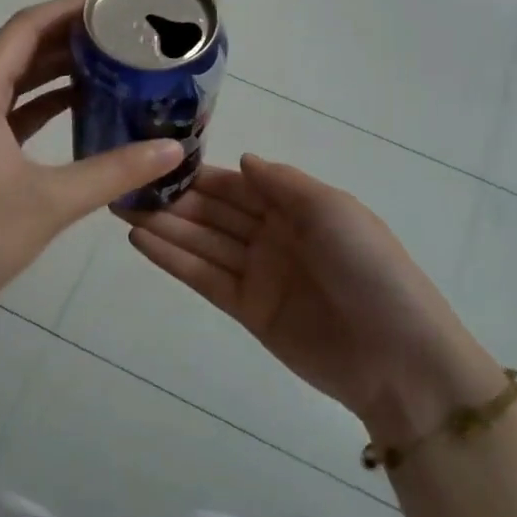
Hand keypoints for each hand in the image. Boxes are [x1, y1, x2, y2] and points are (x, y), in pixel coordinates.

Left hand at [0, 0, 182, 344]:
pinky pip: (10, 111)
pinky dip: (43, 104)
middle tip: (120, 33)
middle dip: (68, 38)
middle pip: (20, 50)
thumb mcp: (52, 201)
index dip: (67, 9)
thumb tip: (173, 148)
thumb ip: (115, 171)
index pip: (24, 29)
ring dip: (56, 70)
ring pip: (15, 82)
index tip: (110, 4)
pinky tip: (80, 106)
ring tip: (109, 61)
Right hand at [128, 155, 502, 442]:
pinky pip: (204, 278)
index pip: (237, 185)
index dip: (199, 175)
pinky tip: (140, 241)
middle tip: (123, 186)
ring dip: (164, 226)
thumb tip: (243, 160)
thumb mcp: (332, 209)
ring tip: (119, 208)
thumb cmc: (369, 268)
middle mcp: (273, 235)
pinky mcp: (248, 310)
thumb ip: (282, 183)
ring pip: (202, 243)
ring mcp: (259, 274)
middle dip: (172, 200)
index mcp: (297, 207)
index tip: (156, 161)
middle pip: (214, 213)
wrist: (398, 356)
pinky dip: (173, 260)